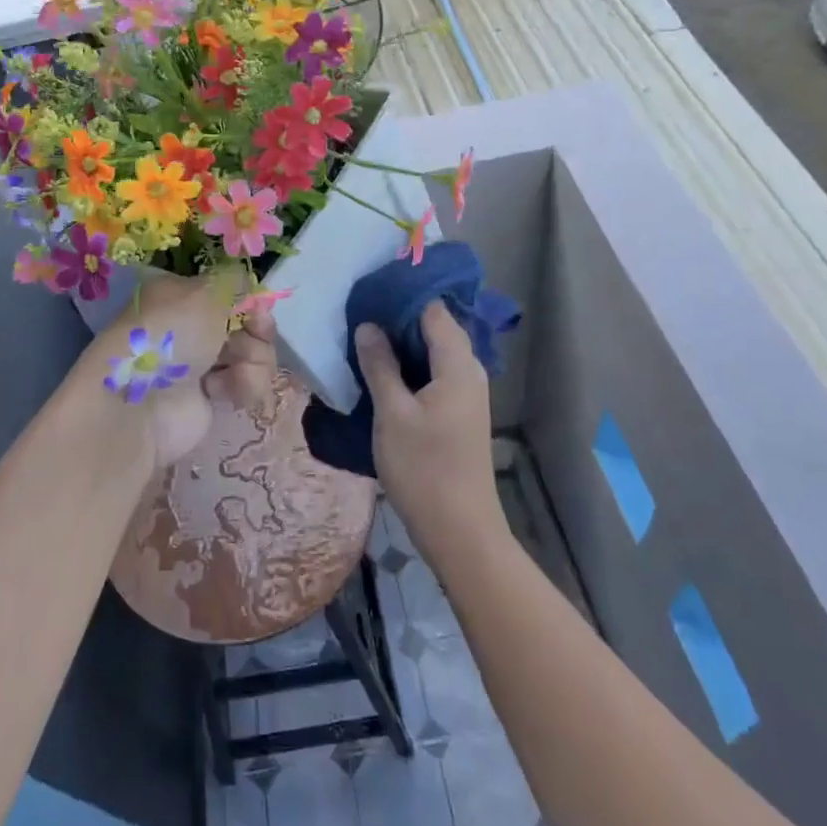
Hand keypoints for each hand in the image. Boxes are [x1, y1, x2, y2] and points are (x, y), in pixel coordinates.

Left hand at [93, 269, 276, 468]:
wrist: (139, 404)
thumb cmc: (170, 336)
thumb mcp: (205, 293)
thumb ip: (236, 282)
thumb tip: (251, 287)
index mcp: (183, 294)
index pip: (230, 291)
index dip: (251, 299)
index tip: (260, 309)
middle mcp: (192, 325)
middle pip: (248, 323)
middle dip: (258, 331)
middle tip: (254, 335)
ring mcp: (202, 362)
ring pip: (253, 353)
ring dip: (254, 360)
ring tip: (235, 371)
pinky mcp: (211, 396)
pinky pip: (246, 384)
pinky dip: (243, 386)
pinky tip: (223, 392)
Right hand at [354, 302, 503, 567]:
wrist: (459, 531)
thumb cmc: (424, 469)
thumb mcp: (392, 413)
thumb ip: (379, 365)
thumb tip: (368, 326)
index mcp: (458, 364)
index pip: (433, 310)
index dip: (401, 298)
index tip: (367, 293)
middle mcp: (469, 371)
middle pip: (434, 328)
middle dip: (397, 319)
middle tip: (357, 315)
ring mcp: (466, 393)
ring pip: (432, 353)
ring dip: (401, 345)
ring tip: (362, 339)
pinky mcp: (458, 412)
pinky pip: (433, 374)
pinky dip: (409, 367)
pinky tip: (380, 373)